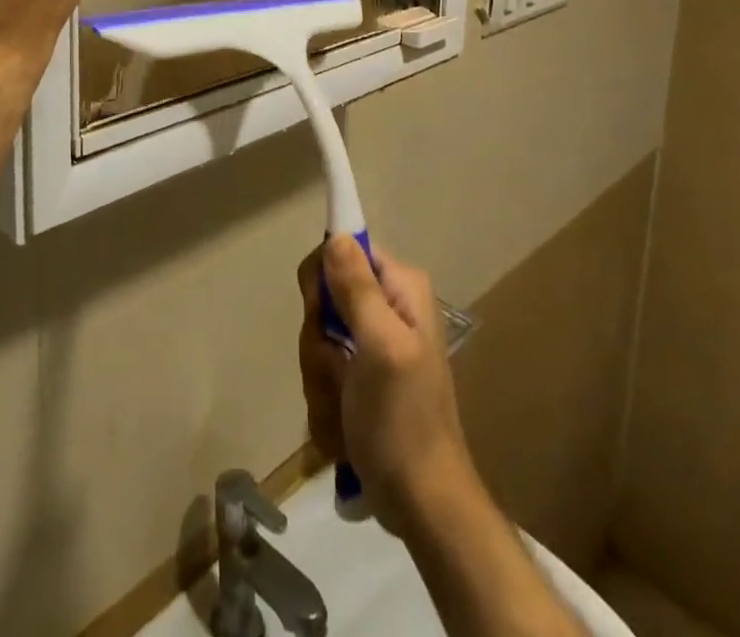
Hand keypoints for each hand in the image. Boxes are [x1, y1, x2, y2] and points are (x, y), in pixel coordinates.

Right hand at [298, 238, 481, 532]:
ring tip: (345, 406)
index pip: (342, 249)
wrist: (422, 504)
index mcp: (400, 288)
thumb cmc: (404, 420)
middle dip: (320, 342)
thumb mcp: (381, 347)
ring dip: (321, 377)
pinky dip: (326, 399)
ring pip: (317, 338)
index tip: (322, 317)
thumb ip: (358, 289)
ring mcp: (372, 343)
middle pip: (323, 298)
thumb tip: (336, 235)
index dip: (322, 281)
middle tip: (339, 370)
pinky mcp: (360, 376)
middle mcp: (387, 306)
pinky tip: (344, 424)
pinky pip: (322, 370)